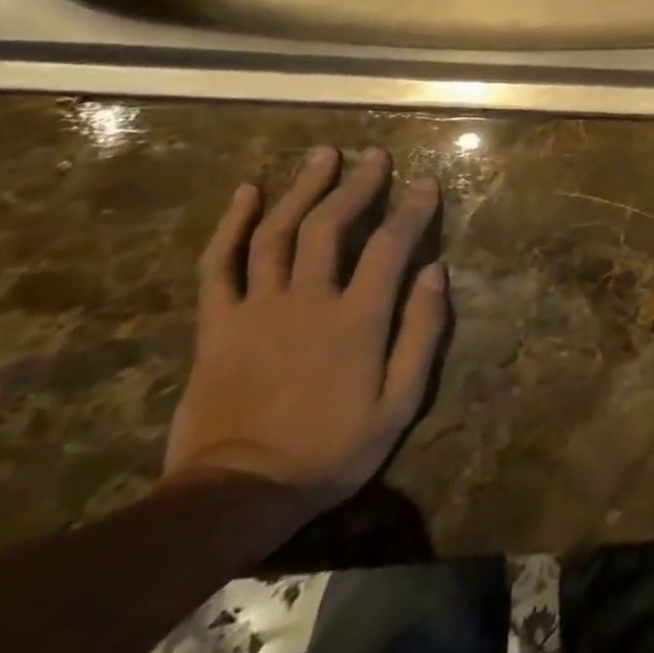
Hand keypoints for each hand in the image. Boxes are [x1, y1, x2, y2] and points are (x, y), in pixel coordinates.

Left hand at [163, 147, 448, 511]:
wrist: (234, 497)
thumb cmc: (331, 449)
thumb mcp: (399, 403)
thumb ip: (421, 333)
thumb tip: (436, 271)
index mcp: (356, 320)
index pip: (390, 246)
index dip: (412, 209)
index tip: (427, 182)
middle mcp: (307, 302)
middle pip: (329, 226)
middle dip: (356, 185)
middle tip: (375, 156)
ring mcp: (256, 310)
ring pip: (276, 233)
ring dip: (302, 189)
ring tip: (323, 156)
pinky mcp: (217, 326)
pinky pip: (218, 265)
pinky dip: (232, 225)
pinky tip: (247, 193)